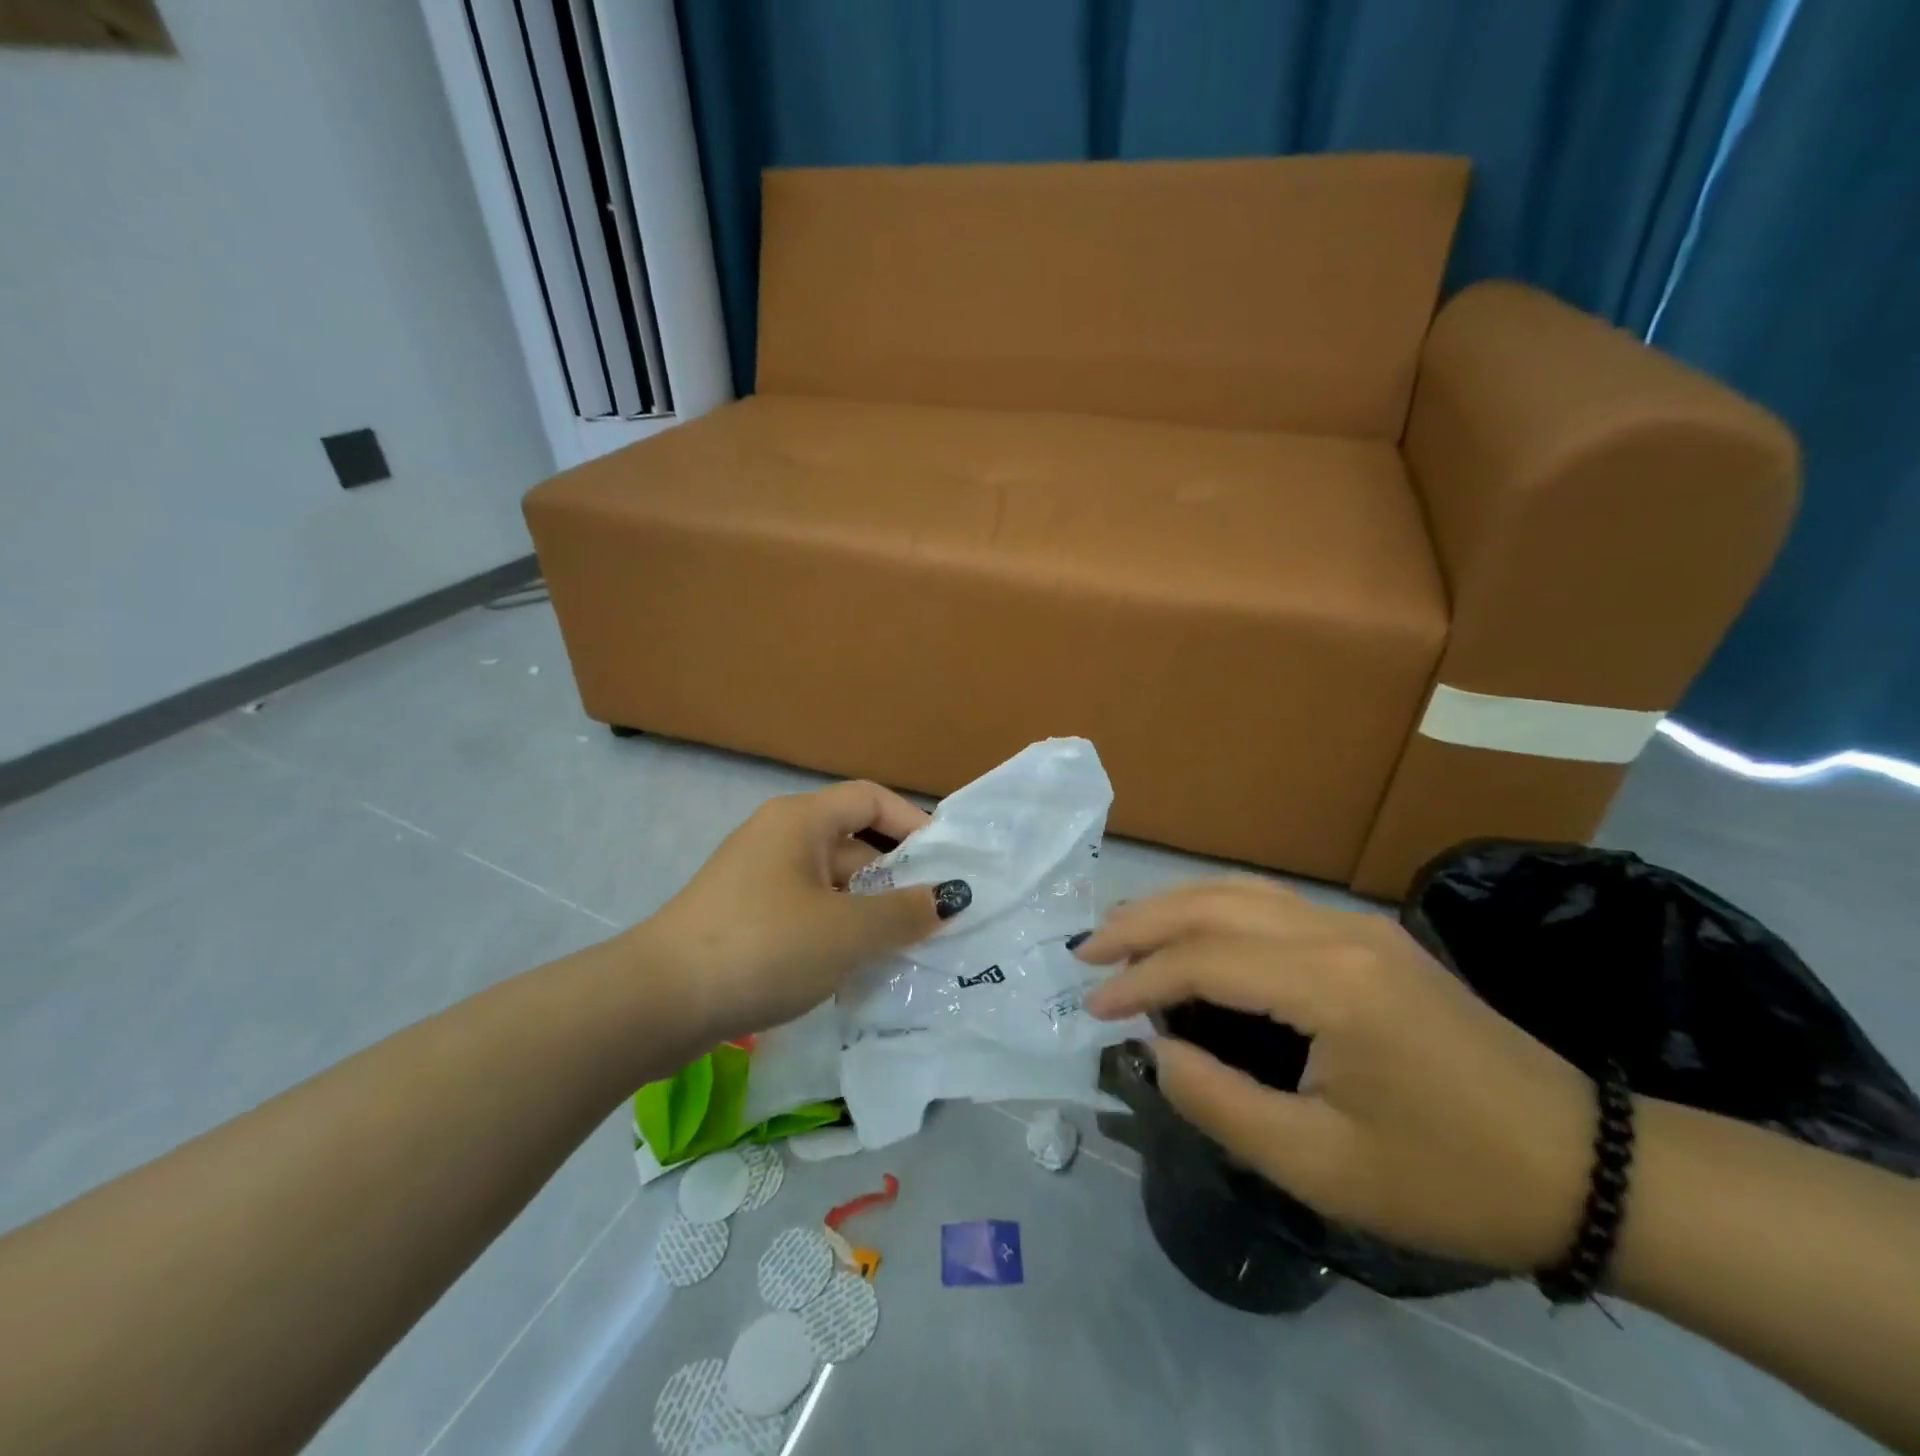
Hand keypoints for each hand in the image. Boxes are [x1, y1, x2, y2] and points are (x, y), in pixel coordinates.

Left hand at [636, 781, 968, 1045]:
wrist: (656, 1002)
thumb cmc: (763, 947)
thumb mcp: (846, 931)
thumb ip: (905, 912)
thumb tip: (950, 896)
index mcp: (801, 820)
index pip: (871, 799)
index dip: (914, 824)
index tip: (948, 864)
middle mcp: (779, 837)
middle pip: (854, 842)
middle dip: (897, 877)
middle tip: (939, 915)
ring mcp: (759, 879)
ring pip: (832, 884)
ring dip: (870, 910)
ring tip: (910, 948)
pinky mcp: (747, 917)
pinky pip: (808, 912)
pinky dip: (838, 931)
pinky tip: (860, 967)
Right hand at [1079, 877, 1594, 1272]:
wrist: (1585, 1166)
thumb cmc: (1450, 1177)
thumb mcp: (1322, 1167)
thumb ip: (1220, 1103)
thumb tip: (1156, 1052)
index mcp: (1329, 983)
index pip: (1203, 960)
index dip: (1138, 982)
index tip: (1092, 1007)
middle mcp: (1338, 932)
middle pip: (1214, 903)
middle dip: (1141, 923)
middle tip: (1087, 951)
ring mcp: (1358, 925)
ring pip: (1241, 891)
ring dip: (1174, 907)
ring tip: (1124, 933)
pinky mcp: (1371, 936)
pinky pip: (1272, 904)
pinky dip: (1216, 910)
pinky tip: (1195, 931)